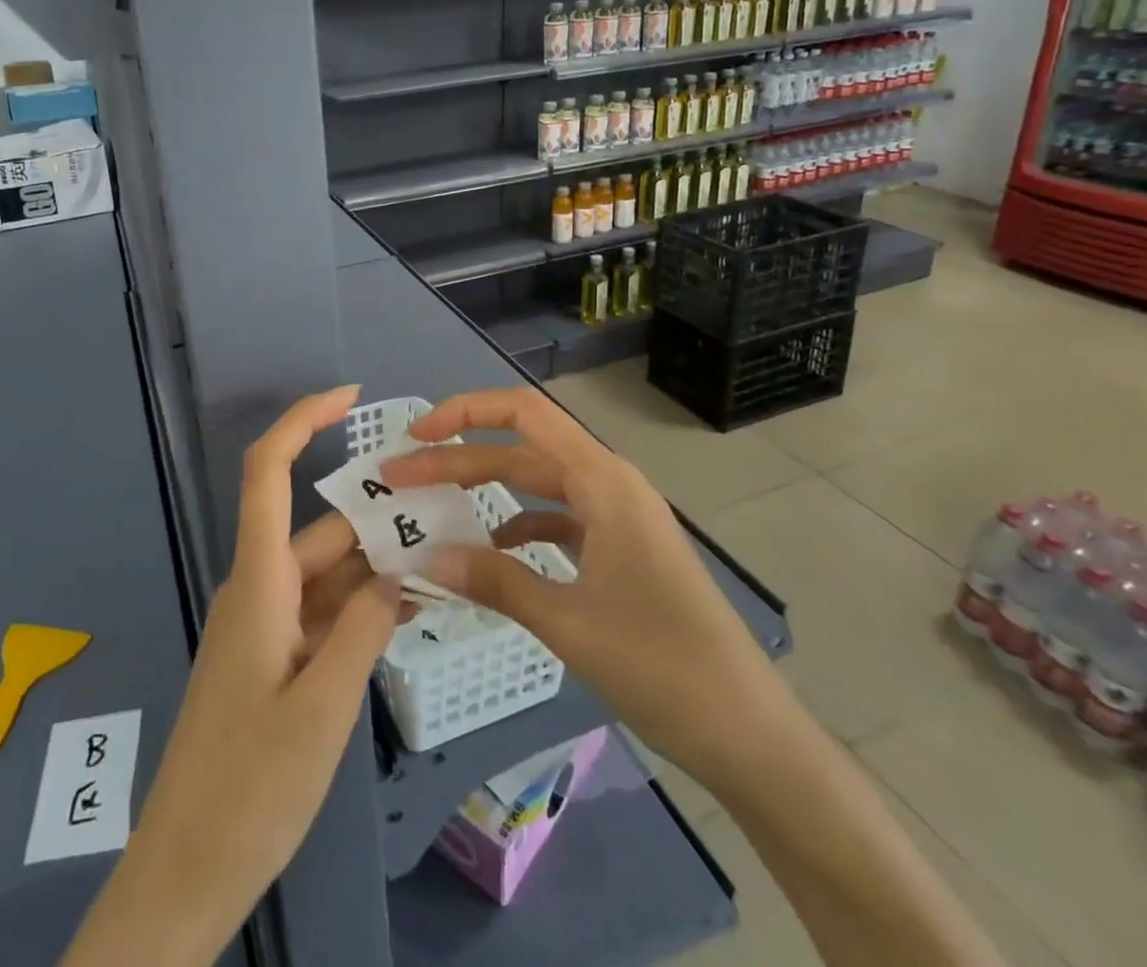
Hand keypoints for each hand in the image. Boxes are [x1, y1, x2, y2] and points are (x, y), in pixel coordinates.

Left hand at [62, 386, 401, 966]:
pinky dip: (360, 608)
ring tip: (441, 570)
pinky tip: (406, 617)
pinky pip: (321, 612)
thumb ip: (364, 627)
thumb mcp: (324, 706)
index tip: (350, 395)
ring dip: (375, 570)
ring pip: (326, 574)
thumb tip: (398, 572)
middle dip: (377, 521)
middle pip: (320, 531)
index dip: (302, 421)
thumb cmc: (250, 787)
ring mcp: (264, 625)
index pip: (268, 473)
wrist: (187, 872)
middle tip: (446, 522)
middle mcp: (258, 589)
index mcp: (258, 583)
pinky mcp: (271, 658)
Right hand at [380, 386, 790, 792]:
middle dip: (457, 460)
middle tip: (398, 480)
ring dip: (484, 492)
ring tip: (432, 512)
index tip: (416, 435)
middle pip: (521, 451)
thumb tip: (426, 556)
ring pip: (537, 486)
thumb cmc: (662, 666)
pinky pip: (557, 520)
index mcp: (603, 480)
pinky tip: (489, 551)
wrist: (749, 733)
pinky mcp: (620, 550)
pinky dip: (519, 527)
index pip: (524, 414)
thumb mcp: (567, 623)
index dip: (465, 413)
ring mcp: (617, 518)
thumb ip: (494, 581)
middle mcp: (609, 484)